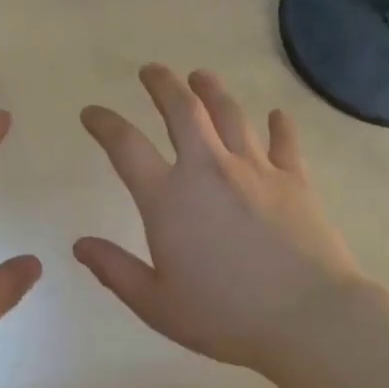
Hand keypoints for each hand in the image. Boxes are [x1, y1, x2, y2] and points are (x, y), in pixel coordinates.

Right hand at [75, 66, 365, 375]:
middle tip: (151, 70)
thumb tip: (79, 245)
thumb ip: (115, 270)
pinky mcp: (295, 181)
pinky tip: (276, 115)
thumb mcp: (156, 303)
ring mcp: (256, 170)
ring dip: (212, 91)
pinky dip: (280, 125)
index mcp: (168, 198)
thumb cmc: (225, 314)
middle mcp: (208, 169)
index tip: (91, 112)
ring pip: (231, 115)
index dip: (104, 124)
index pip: (126, 146)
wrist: (309, 318)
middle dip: (163, 85)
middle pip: (182, 111)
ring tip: (200, 76)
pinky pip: (285, 142)